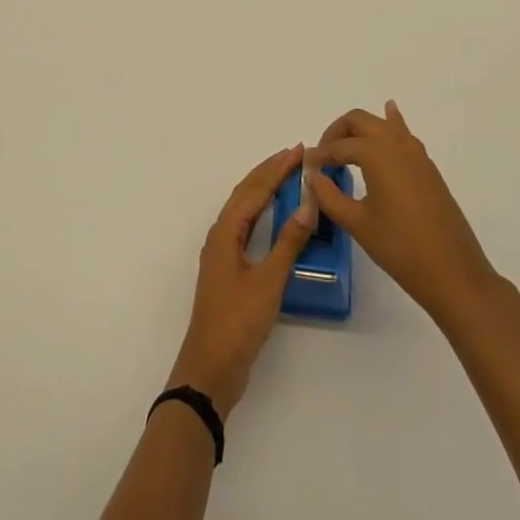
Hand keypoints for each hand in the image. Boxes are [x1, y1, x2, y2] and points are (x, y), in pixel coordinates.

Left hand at [167, 146, 316, 416]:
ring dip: (265, 189)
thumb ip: (289, 241)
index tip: (299, 151)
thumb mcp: (269, 280)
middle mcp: (221, 235)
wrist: (210, 368)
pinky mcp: (228, 270)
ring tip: (288, 176)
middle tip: (296, 156)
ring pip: (245, 209)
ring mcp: (222, 253)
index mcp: (226, 232)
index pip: (255, 189)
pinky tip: (275, 217)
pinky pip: (247, 227)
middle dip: (270, 172)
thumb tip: (308, 202)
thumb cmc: (238, 321)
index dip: (277, 168)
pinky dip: (262, 212)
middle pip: (246, 193)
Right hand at [305, 101, 498, 325]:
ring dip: (360, 130)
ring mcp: (416, 153)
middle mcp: (396, 143)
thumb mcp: (357, 223)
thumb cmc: (399, 247)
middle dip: (336, 133)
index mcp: (376, 152)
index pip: (338, 147)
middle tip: (323, 157)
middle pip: (359, 121)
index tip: (305, 169)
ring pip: (382, 124)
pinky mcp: (427, 167)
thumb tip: (312, 176)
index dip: (319, 157)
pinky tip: (389, 115)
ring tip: (344, 148)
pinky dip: (391, 123)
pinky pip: (403, 134)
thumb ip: (329, 196)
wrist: (452, 272)